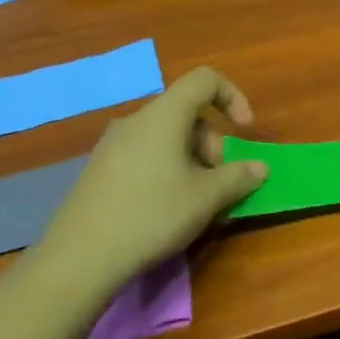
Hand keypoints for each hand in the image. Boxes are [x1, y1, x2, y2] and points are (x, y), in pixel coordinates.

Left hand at [33, 67, 268, 279]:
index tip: (244, 130)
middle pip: (187, 114)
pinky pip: (146, 155)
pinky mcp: (100, 170)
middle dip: (213, 144)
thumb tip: (260, 167)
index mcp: (164, 115)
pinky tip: (166, 209)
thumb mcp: (206, 198)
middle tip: (219, 184)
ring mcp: (113, 145)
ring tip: (197, 203)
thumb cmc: (152, 215)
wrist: (79, 258)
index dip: (233, 97)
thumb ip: (239, 176)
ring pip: (167, 138)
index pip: (205, 80)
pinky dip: (168, 171)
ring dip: (192, 161)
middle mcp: (136, 121)